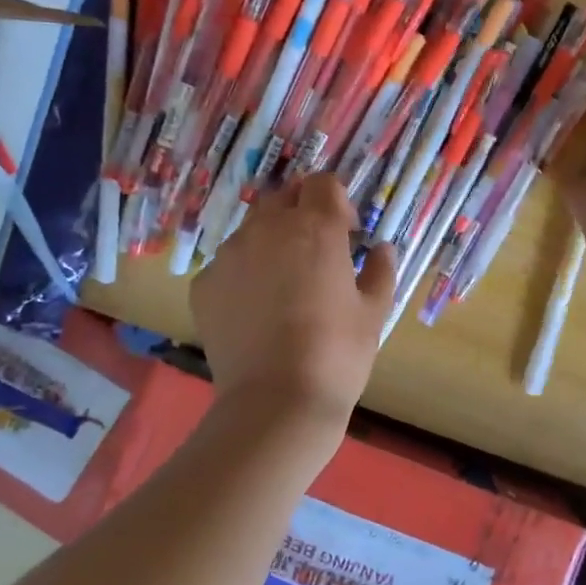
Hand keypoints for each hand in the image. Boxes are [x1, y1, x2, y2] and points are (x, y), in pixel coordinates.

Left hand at [191, 174, 396, 424]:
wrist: (275, 402)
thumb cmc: (337, 353)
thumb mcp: (374, 312)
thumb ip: (380, 270)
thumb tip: (381, 249)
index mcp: (315, 228)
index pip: (323, 183)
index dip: (338, 201)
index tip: (347, 233)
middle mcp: (267, 229)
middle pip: (283, 197)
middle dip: (301, 212)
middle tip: (316, 250)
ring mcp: (229, 255)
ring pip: (251, 229)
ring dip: (271, 241)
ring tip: (283, 284)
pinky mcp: (204, 284)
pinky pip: (228, 264)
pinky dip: (244, 274)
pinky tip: (256, 311)